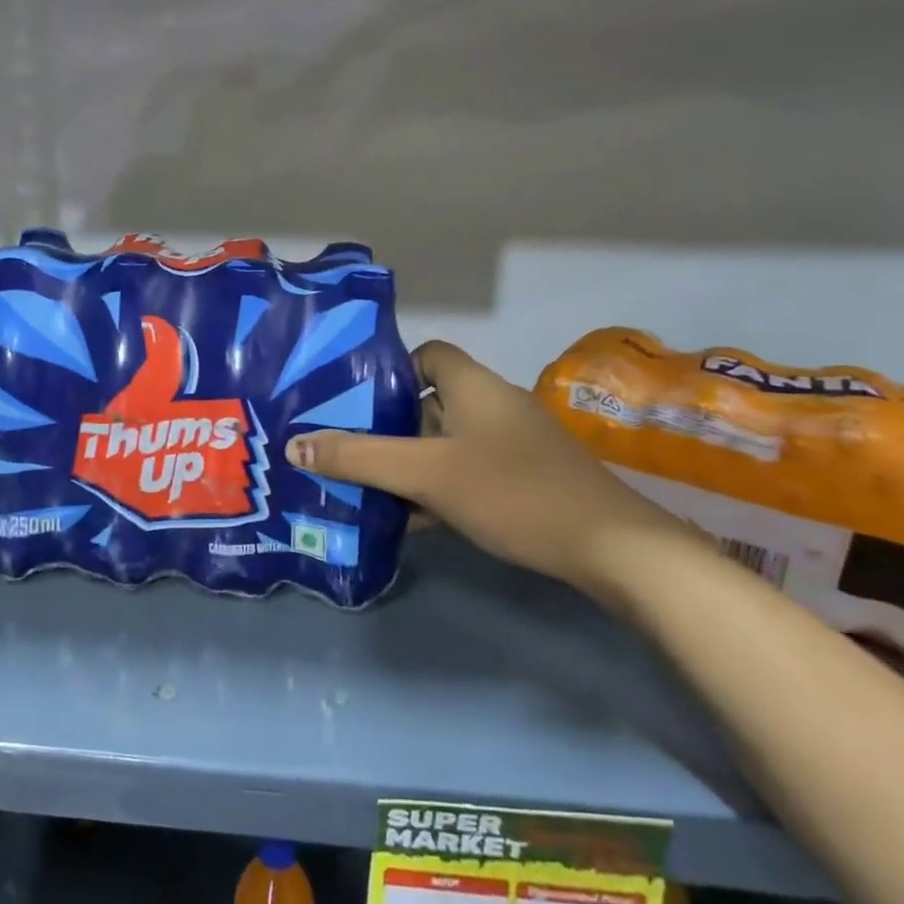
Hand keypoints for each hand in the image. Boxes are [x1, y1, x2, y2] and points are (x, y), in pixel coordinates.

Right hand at [284, 340, 691, 594]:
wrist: (610, 548)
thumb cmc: (512, 490)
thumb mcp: (425, 473)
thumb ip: (359, 457)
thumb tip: (293, 443)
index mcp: (473, 385)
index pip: (427, 354)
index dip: (390, 372)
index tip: (355, 402)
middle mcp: (493, 405)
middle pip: (428, 403)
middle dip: (386, 427)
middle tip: (343, 450)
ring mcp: (511, 445)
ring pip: (444, 444)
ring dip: (407, 464)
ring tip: (362, 489)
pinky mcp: (522, 480)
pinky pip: (465, 473)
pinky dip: (435, 489)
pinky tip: (408, 521)